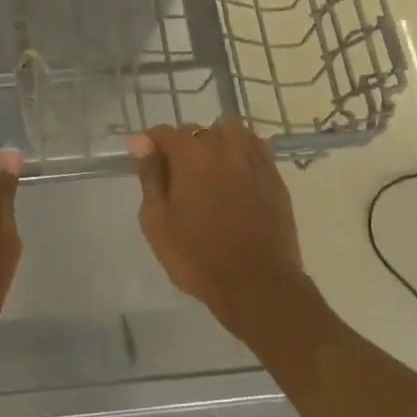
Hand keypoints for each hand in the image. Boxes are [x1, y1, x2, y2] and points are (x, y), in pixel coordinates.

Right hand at [128, 120, 308, 339]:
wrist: (257, 286)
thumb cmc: (198, 257)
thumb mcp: (157, 222)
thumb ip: (150, 177)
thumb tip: (140, 142)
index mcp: (191, 156)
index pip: (164, 133)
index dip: (150, 145)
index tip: (147, 166)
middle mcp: (223, 148)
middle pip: (196, 131)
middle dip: (182, 147)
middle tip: (177, 181)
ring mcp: (253, 160)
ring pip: (230, 131)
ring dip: (215, 141)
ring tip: (210, 170)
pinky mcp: (275, 177)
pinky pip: (256, 147)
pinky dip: (242, 151)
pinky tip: (237, 174)